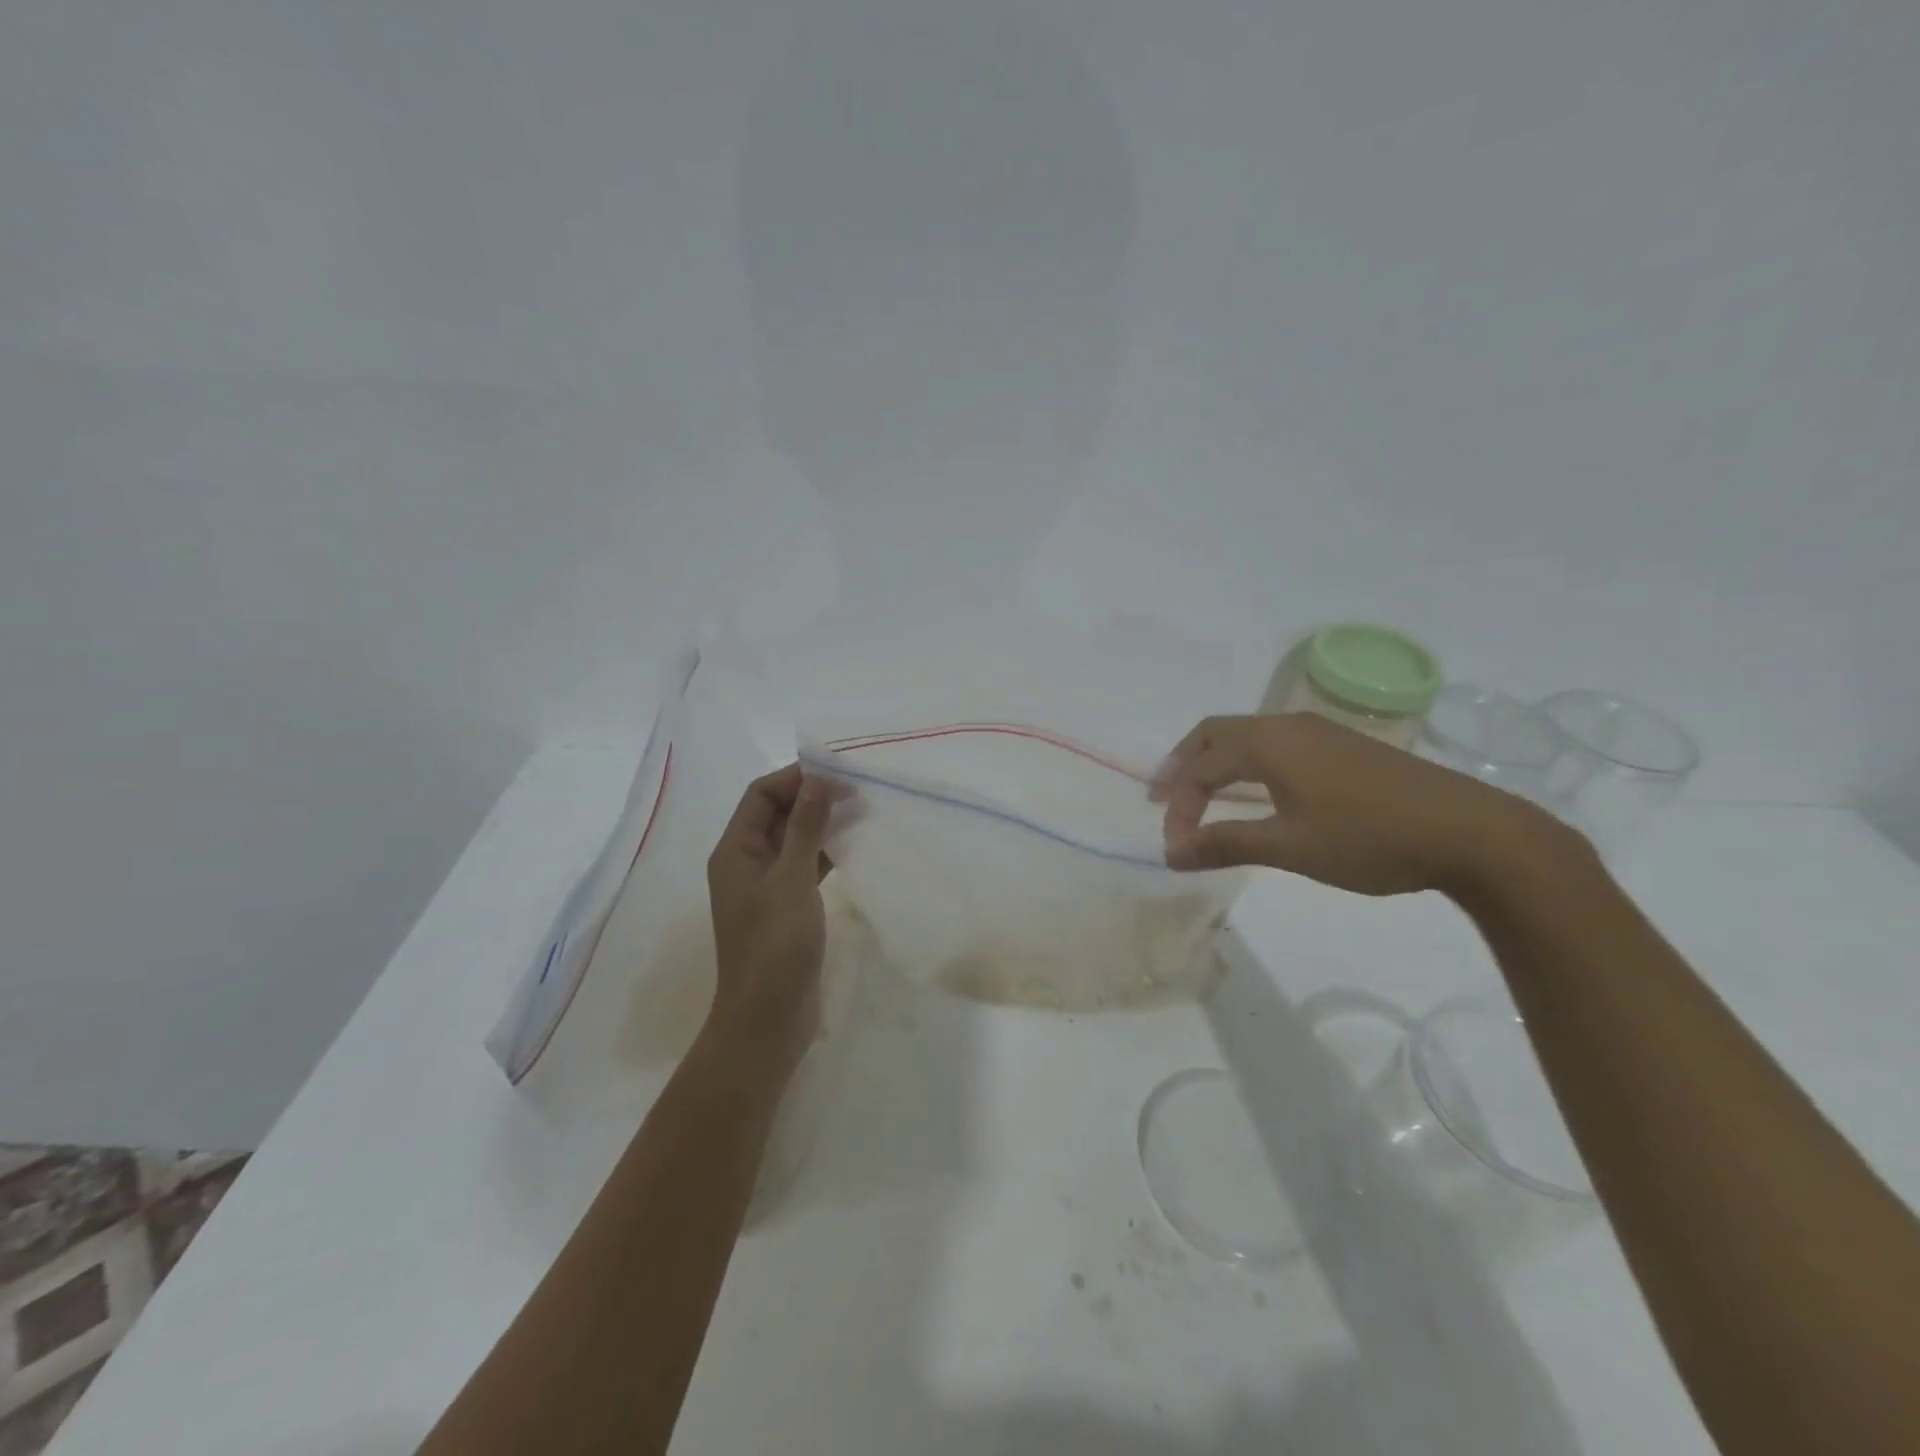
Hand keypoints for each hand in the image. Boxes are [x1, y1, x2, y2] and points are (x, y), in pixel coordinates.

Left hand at [704, 763, 834, 1077]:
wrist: (768, 1020)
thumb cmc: (774, 947)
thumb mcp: (791, 881)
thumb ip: (806, 828)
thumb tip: (819, 779)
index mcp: (735, 851)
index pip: (761, 795)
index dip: (796, 777)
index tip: (838, 772)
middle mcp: (747, 862)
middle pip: (777, 813)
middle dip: (812, 796)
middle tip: (858, 788)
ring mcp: (767, 885)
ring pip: (795, 838)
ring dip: (823, 822)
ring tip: (862, 810)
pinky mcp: (788, 906)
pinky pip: (807, 864)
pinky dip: (828, 851)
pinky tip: (856, 845)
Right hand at [1151, 713, 1567, 896]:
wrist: (1472, 833)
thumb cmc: (1370, 838)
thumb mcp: (1290, 847)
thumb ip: (1226, 844)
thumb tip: (1170, 853)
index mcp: (1269, 743)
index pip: (1201, 767)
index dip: (1179, 805)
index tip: (1176, 847)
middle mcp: (1287, 725)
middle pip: (1215, 734)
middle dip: (1184, 766)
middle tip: (1165, 800)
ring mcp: (1319, 732)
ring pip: (1246, 736)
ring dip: (1215, 763)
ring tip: (1203, 797)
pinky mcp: (1343, 745)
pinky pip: (1274, 744)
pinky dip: (1246, 763)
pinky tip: (1258, 792)